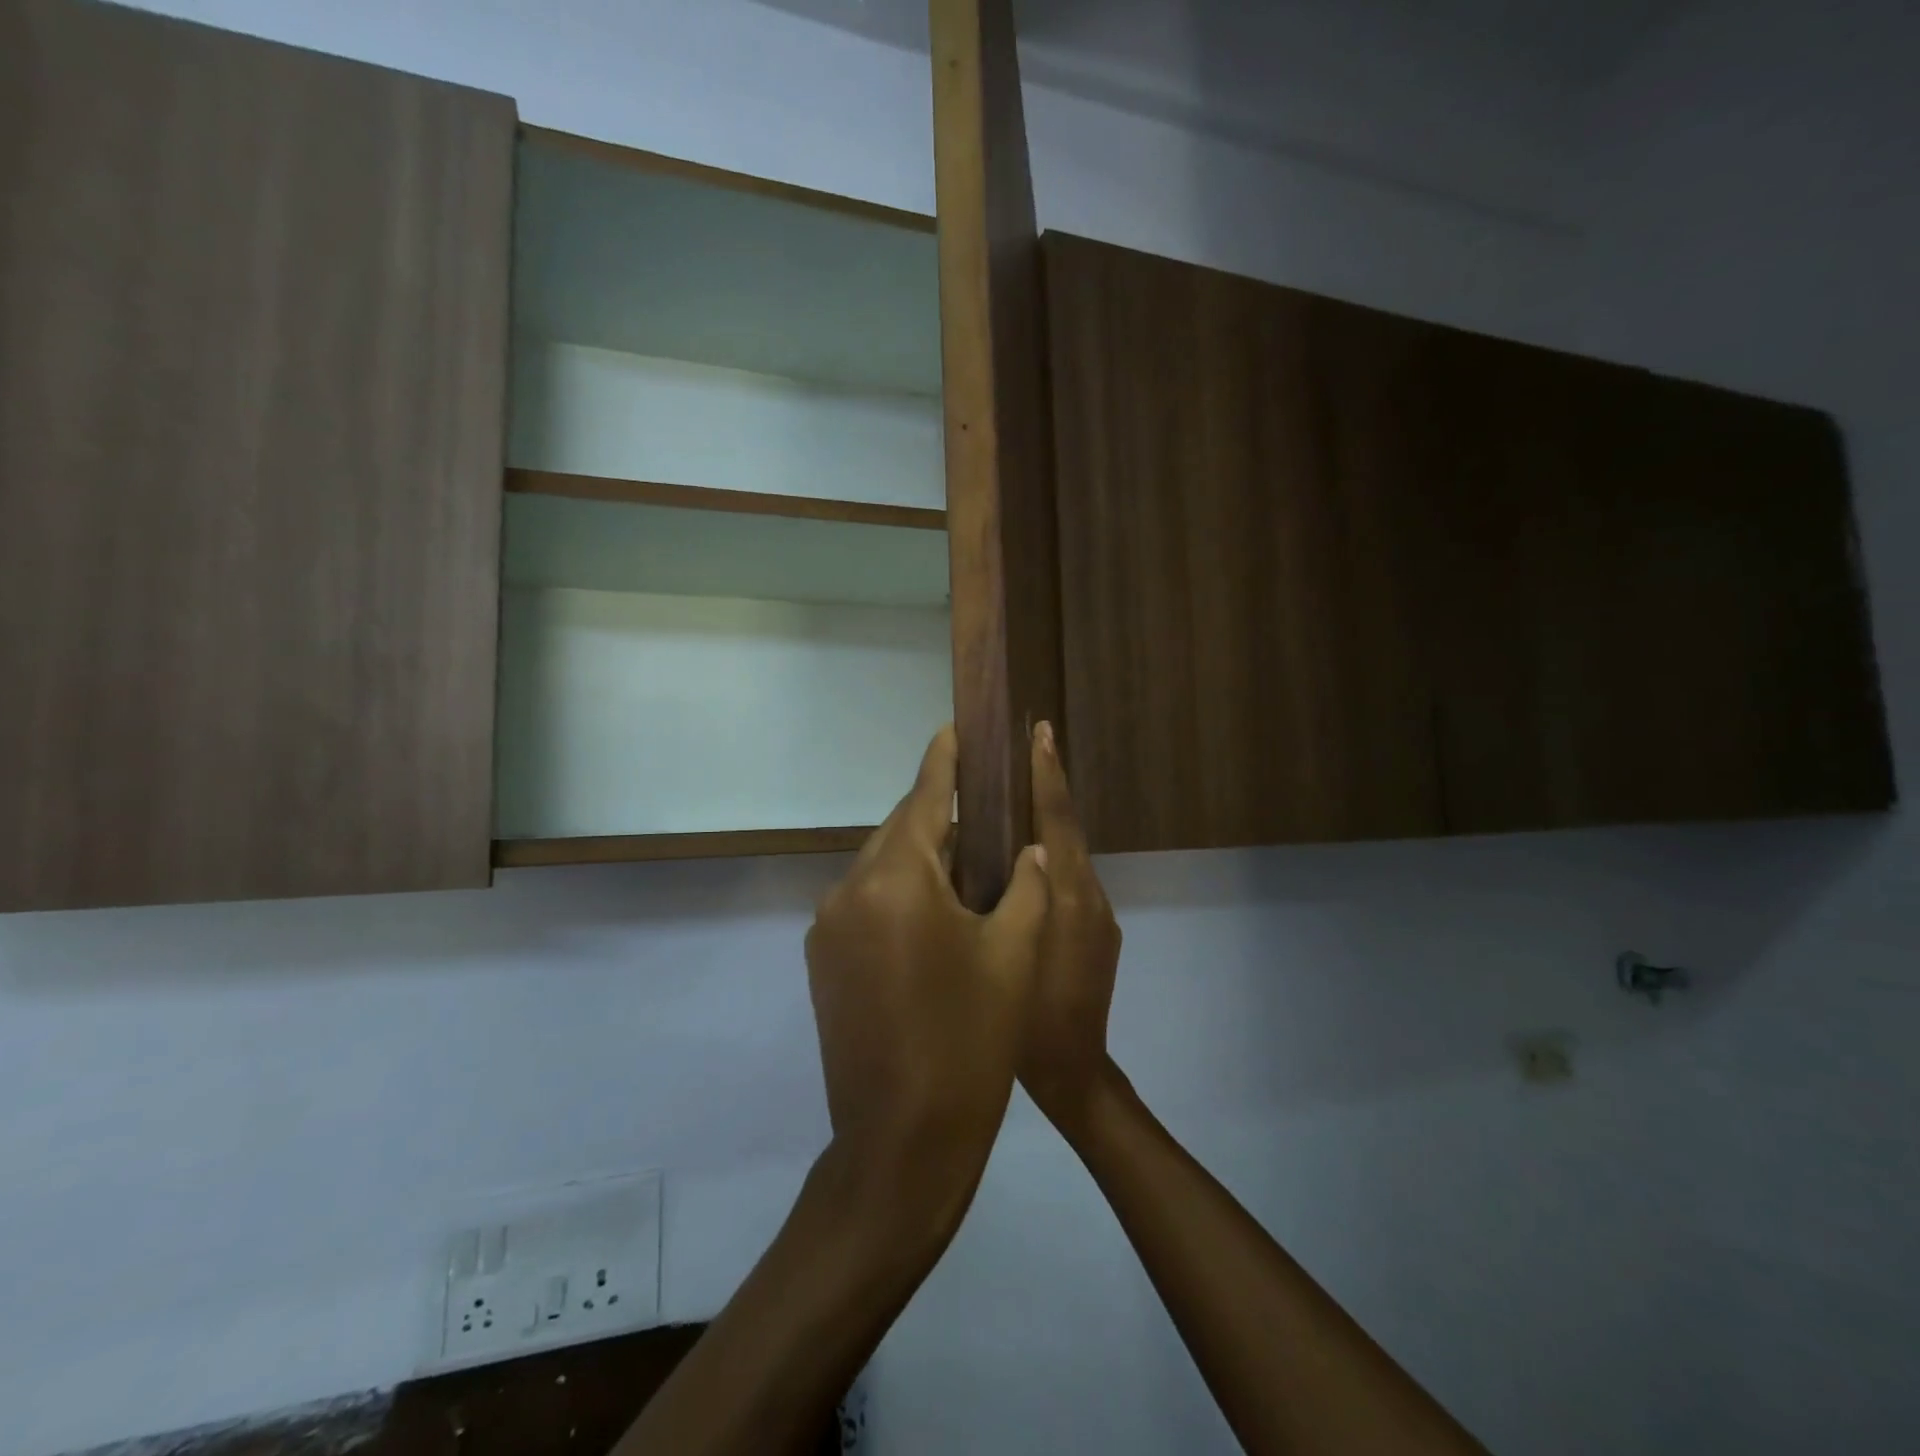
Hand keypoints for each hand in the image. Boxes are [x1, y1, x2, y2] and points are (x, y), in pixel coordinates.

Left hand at [806, 725, 1050, 1220]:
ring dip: (919, 860)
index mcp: (897, 880)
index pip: (923, 797)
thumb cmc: (972, 1041)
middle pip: (899, 831)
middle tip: (981, 812)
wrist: (902, 1140)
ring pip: (880, 868)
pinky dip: (897, 894)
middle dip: (938, 818)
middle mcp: (849, 890)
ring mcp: (827, 927)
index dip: (944, 760)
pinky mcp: (822, 960)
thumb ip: (1025, 886)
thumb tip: (1026, 849)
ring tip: (966, 867)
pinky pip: (865, 903)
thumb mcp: (1015, 955)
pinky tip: (932, 915)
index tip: (954, 726)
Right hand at [1020, 721, 1123, 1132]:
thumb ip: (1003, 897)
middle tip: (1027, 748)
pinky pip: (1073, 882)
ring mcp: (1100, 914)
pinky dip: (1052, 861)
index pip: (1058, 819)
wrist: (1076, 1070)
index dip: (1048, 775)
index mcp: (1066, 893)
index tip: (1041, 733)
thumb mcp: (1006, 949)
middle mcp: (1089, 893)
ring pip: (1069, 855)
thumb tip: (987, 849)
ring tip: (1015, 801)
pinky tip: (1025, 867)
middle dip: (1050, 787)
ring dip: (1049, 824)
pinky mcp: (1102, 932)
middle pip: (1068, 829)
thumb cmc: (1026, 1016)